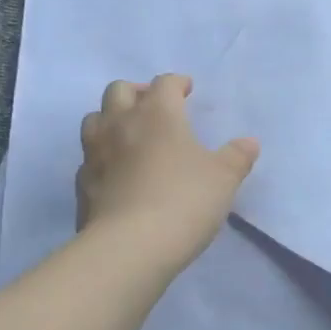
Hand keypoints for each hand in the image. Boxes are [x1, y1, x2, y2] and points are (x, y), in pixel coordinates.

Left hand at [76, 75, 259, 271]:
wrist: (130, 246)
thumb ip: (237, 156)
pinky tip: (116, 171)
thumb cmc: (184, 201)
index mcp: (158, 114)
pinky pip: (89, 157)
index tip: (187, 90)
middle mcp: (120, 124)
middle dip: (138, 92)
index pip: (164, 84)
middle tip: (154, 106)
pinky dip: (102, 156)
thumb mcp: (224, 178)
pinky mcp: (82, 183)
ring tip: (129, 134)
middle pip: (119, 90)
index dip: (177, 83)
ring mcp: (95, 153)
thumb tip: (248, 142)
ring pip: (94, 119)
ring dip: (111, 119)